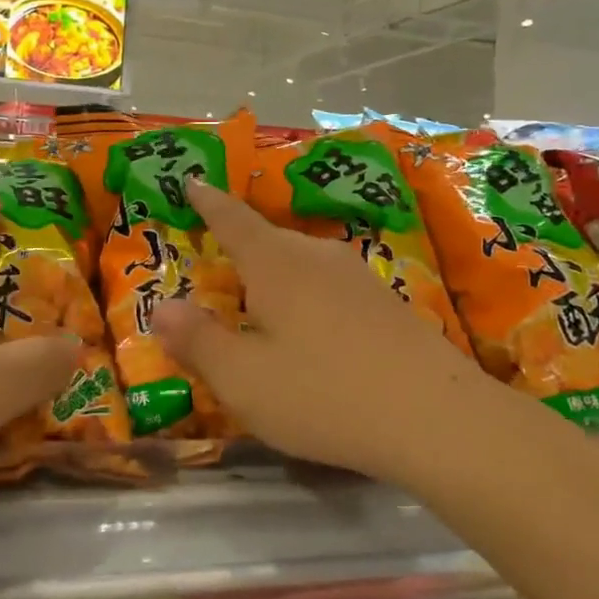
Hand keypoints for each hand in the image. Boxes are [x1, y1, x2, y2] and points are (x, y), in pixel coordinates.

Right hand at [152, 180, 496, 483]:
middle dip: (240, 247)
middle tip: (217, 265)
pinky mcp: (387, 303)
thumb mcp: (243, 380)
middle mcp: (316, 257)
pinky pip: (329, 286)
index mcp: (275, 263)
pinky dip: (307, 297)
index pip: (232, 219)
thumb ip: (198, 341)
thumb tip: (161, 309)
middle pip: (268, 240)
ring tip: (260, 303)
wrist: (436, 417)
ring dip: (276, 276)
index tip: (192, 181)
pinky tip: (312, 332)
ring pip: (302, 264)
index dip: (207, 202)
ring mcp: (358, 277)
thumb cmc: (324, 394)